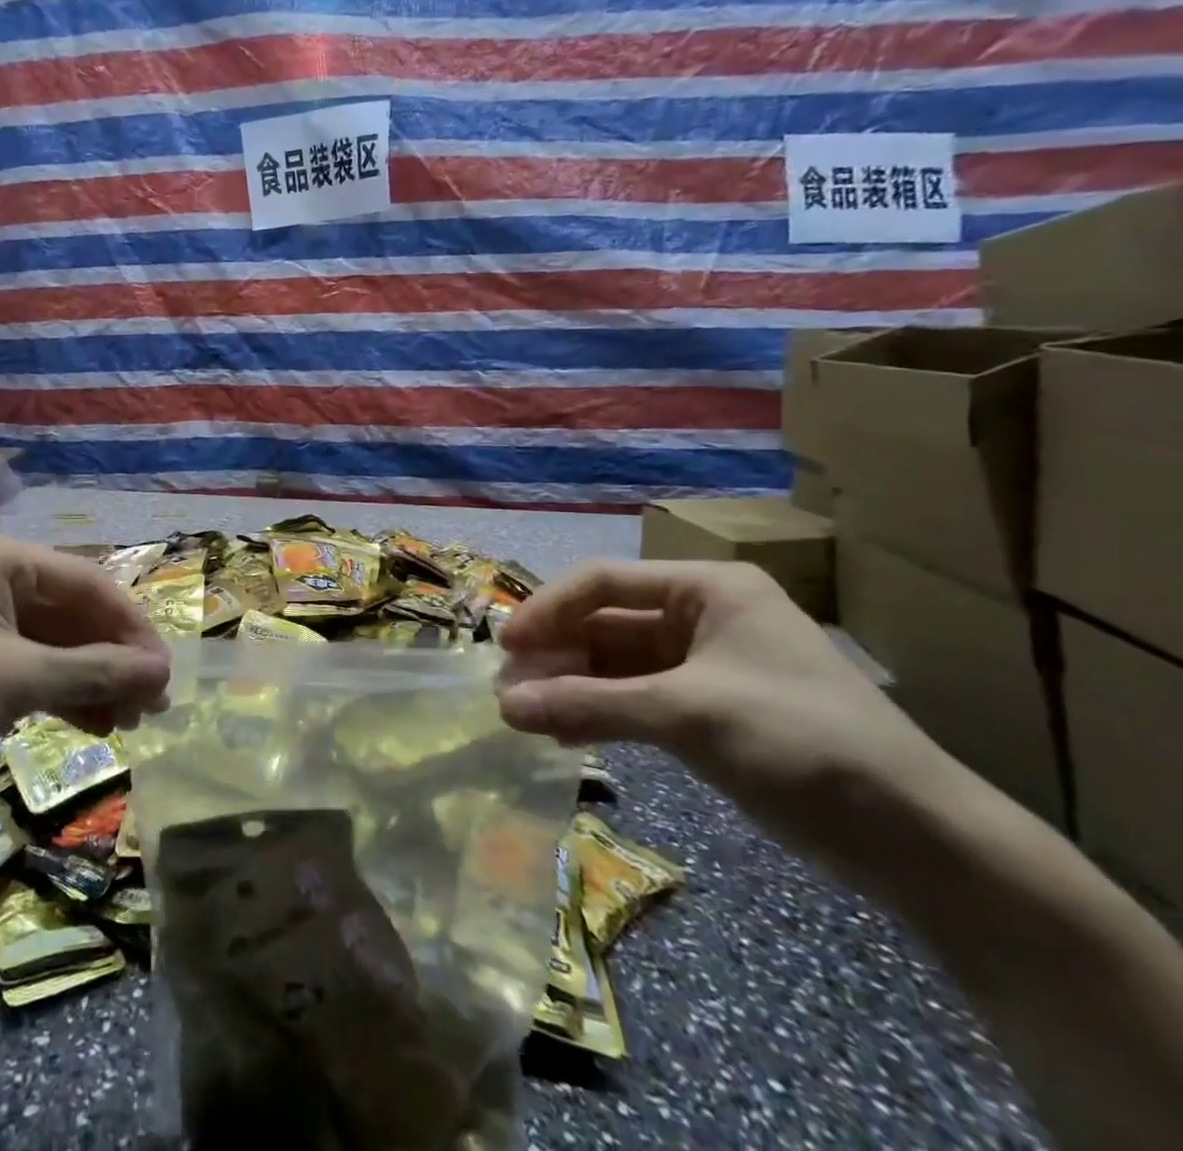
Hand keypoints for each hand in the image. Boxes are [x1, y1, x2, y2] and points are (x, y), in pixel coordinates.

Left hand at [0, 528, 169, 806]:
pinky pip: (23, 660)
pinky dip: (56, 688)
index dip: (132, 628)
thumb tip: (162, 673)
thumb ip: (95, 671)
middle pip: (70, 611)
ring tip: (126, 721)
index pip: (87, 582)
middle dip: (111, 658)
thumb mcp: (18, 681)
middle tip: (149, 705)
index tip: (164, 673)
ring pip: (49, 640)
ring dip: (88, 678)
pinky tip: (88, 721)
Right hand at [496, 559, 947, 863]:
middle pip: (606, 623)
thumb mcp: (686, 716)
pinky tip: (564, 733)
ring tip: (525, 714)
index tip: (505, 646)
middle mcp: (702, 616)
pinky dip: (599, 711)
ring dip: (571, 685)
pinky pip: (635, 698)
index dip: (548, 610)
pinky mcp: (708, 710)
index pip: (604, 582)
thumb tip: (503, 707)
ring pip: (616, 663)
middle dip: (556, 654)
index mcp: (707, 589)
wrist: (921, 843)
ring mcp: (705, 665)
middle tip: (509, 689)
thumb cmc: (802, 744)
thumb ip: (589, 705)